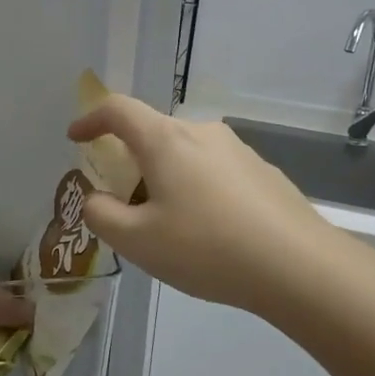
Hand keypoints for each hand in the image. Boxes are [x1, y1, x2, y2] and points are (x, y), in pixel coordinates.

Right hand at [67, 97, 333, 313]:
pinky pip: (214, 171)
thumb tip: (98, 199)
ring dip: (165, 178)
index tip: (76, 138)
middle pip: (153, 134)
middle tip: (125, 204)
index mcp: (166, 140)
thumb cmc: (207, 248)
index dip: (90, 119)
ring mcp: (238, 150)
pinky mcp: (262, 171)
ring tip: (168, 227)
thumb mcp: (137, 241)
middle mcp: (202, 132)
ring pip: (186, 154)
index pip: (118, 110)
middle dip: (129, 161)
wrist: (298, 265)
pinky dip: (196, 190)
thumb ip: (102, 215)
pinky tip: (209, 232)